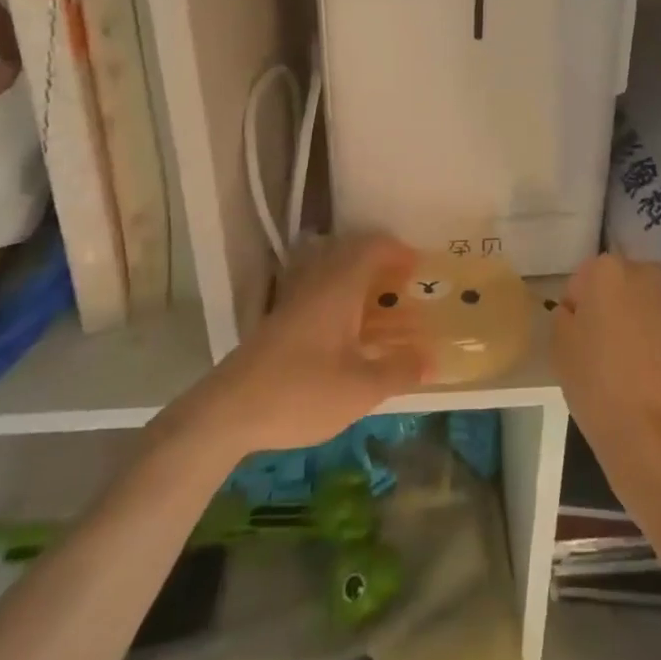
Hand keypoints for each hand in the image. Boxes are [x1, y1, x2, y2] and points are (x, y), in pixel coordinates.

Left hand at [180, 235, 430, 457]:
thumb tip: (433, 359)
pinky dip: (340, 296)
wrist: (228, 412)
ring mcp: (294, 299)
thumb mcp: (360, 389)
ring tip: (380, 302)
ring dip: (358, 277)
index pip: (372, 246)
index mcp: (339, 287)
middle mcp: (316, 282)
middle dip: (381, 261)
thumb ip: (399, 371)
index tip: (421, 268)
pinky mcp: (279, 319)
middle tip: (404, 283)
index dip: (399, 251)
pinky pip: (318, 289)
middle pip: (351, 252)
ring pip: (331, 269)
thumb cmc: (300, 393)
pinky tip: (348, 329)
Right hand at [552, 254, 660, 499]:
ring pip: (643, 305)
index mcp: (609, 269)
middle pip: (618, 285)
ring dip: (633, 322)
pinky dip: (654, 340)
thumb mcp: (559, 345)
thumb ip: (565, 315)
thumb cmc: (597, 382)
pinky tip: (645, 372)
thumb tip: (579, 311)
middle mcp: (647, 273)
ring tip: (624, 362)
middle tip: (597, 347)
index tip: (576, 338)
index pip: (582, 280)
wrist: (655, 434)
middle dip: (609, 307)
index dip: (577, 308)